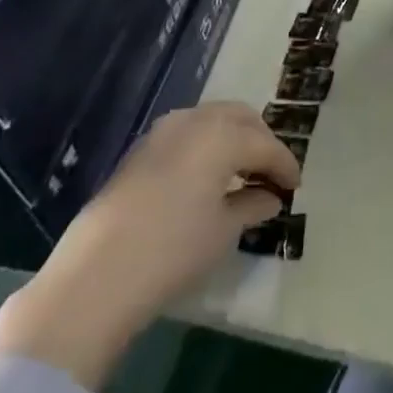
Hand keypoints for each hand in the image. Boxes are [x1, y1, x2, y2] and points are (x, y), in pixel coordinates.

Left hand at [0, 104, 298, 385]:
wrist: (97, 274)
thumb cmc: (173, 250)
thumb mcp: (223, 232)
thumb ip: (251, 205)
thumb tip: (269, 197)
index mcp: (222, 135)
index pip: (265, 145)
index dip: (284, 165)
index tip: (295, 187)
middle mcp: (195, 120)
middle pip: (240, 118)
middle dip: (261, 141)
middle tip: (271, 172)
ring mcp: (163, 131)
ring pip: (212, 120)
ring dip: (233, 138)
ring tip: (242, 172)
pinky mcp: (141, 149)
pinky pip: (188, 133)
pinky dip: (207, 145)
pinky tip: (208, 175)